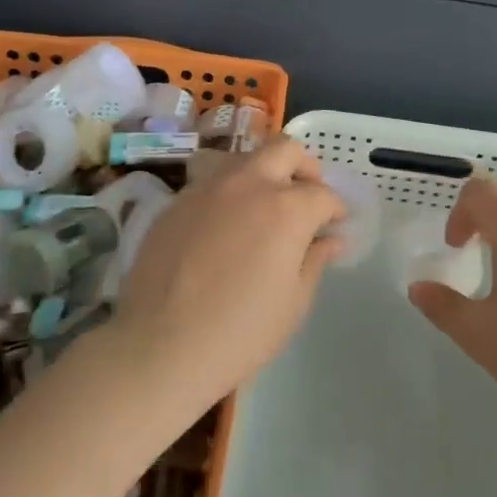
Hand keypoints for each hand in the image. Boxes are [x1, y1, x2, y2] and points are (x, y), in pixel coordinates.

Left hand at [111, 138, 345, 404]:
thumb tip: (331, 239)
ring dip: (262, 172)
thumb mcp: (293, 303)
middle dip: (303, 167)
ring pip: (244, 157)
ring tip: (263, 205)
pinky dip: (228, 192)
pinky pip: (210, 181)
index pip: (323, 194)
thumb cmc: (240, 332)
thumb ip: (315, 260)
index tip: (335, 225)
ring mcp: (208, 187)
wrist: (160, 346)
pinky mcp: (177, 201)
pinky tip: (224, 224)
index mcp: (286, 208)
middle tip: (305, 196)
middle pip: (284, 149)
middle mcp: (248, 183)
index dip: (335, 209)